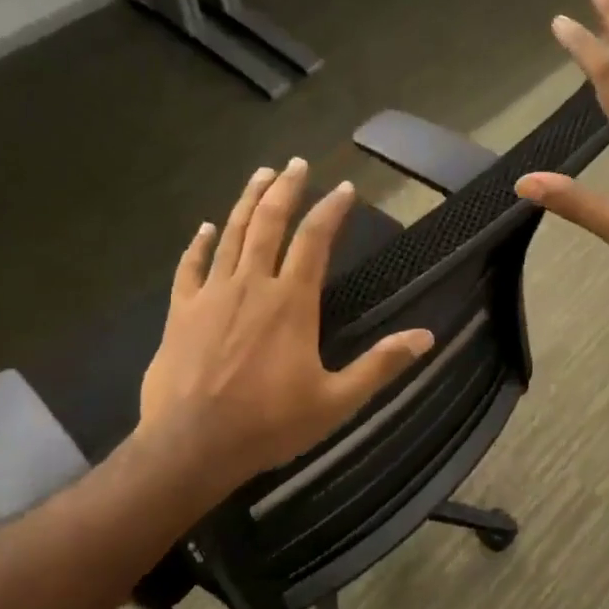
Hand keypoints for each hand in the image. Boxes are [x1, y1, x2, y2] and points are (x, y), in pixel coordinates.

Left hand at [139, 159, 433, 486]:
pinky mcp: (181, 313)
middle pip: (268, 223)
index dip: (330, 211)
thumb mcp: (337, 401)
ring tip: (260, 175)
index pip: (314, 241)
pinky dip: (200, 244)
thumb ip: (381, 365)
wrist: (193, 446)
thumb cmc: (270, 424)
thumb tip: (426, 337)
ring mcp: (211, 296)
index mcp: (291, 303)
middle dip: (285, 189)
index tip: (344, 189)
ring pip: (230, 235)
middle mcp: (251, 286)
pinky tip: (206, 228)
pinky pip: (191, 267)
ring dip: (246, 202)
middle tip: (296, 163)